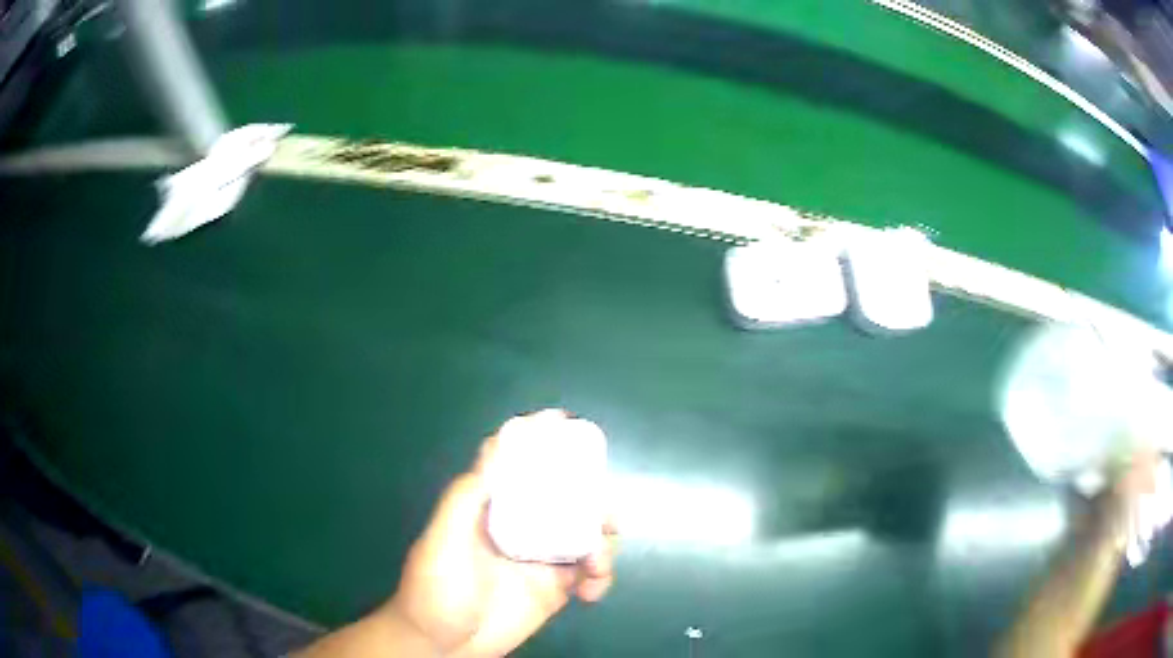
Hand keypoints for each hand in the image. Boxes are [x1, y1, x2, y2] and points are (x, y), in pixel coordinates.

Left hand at [386, 414, 618, 656]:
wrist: (443, 645)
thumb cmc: (435, 587)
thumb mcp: (442, 538)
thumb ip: (467, 496)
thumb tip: (498, 445)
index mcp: (492, 508)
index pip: (517, 465)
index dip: (539, 440)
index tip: (565, 422)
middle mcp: (521, 526)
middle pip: (565, 497)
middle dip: (593, 497)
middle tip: (607, 511)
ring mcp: (541, 557)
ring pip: (586, 534)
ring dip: (605, 541)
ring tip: (598, 560)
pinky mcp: (555, 589)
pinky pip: (589, 574)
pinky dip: (601, 577)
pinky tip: (592, 593)